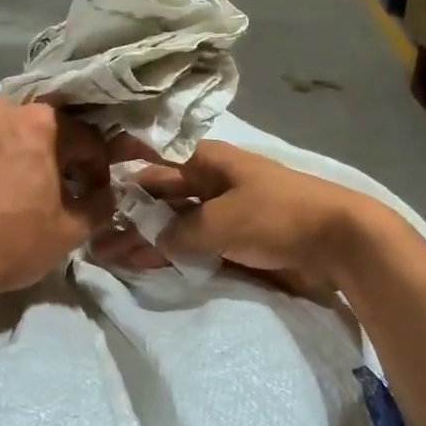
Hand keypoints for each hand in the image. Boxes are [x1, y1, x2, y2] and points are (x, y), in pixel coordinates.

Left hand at [0, 98, 114, 301]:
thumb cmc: (8, 243)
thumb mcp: (69, 232)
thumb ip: (98, 206)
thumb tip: (105, 196)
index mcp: (36, 122)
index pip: (82, 136)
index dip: (94, 166)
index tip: (93, 191)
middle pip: (32, 127)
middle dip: (46, 153)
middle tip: (47, 188)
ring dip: (3, 152)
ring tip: (1, 187)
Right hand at [91, 141, 387, 293]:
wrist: (337, 243)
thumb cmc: (275, 216)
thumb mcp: (219, 221)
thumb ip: (178, 232)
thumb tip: (150, 240)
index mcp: (206, 162)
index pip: (153, 159)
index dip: (121, 168)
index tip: (88, 183)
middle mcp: (208, 184)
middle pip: (158, 196)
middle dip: (125, 213)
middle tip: (89, 235)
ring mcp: (220, 215)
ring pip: (171, 224)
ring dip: (142, 239)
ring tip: (105, 256)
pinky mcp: (232, 243)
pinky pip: (191, 247)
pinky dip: (167, 255)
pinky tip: (141, 266)